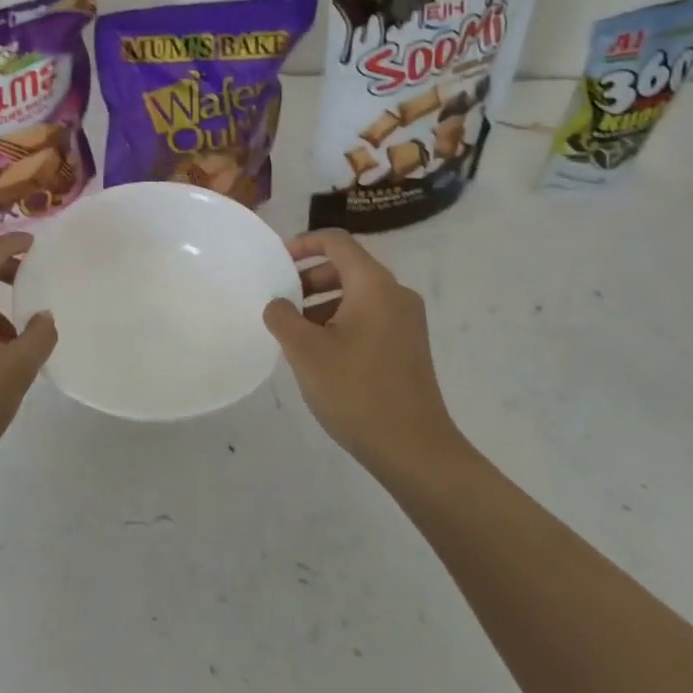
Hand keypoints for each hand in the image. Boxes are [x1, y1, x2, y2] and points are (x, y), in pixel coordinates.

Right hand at [263, 229, 461, 473]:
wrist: (415, 449)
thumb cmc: (356, 391)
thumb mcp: (305, 351)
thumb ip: (283, 317)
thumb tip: (278, 303)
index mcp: (374, 285)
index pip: (336, 242)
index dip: (304, 244)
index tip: (277, 262)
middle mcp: (396, 294)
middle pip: (348, 267)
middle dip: (310, 278)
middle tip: (281, 301)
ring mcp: (407, 321)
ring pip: (358, 294)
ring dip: (323, 303)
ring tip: (295, 333)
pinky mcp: (409, 346)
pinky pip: (370, 317)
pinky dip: (342, 321)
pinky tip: (322, 354)